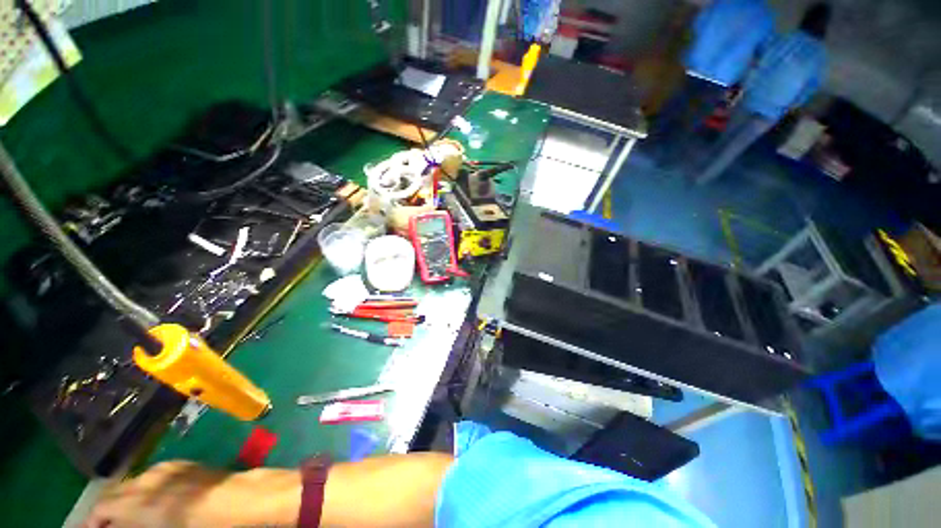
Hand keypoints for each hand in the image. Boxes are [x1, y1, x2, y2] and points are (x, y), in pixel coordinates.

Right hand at [83, 461, 300, 527]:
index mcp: (142, 502)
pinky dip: (142, 488)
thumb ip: (134, 525)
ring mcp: (169, 469)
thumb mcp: (162, 526)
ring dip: (122, 499)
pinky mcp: (184, 465)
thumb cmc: (207, 524)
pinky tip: (148, 501)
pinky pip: (152, 475)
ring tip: (122, 519)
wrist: (245, 498)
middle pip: (115, 492)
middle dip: (104, 511)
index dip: (93, 521)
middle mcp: (150, 480)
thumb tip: (115, 526)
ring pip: (132, 482)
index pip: (104, 507)